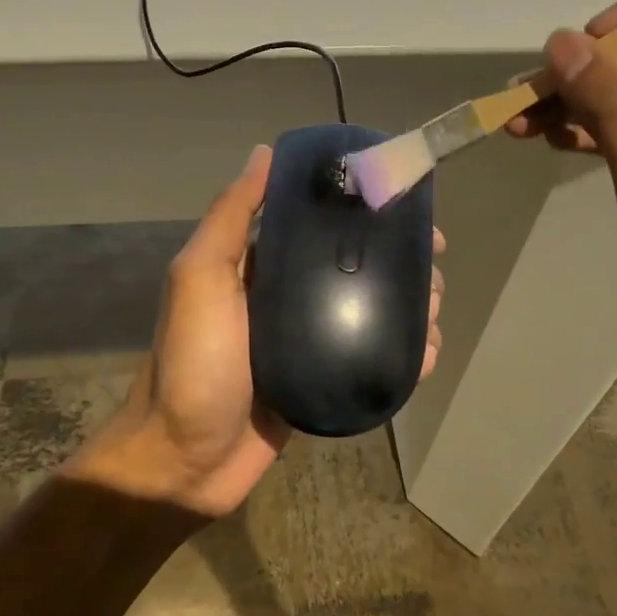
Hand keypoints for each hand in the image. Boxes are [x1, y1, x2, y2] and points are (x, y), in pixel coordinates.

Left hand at [72, 144, 445, 518]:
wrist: (185, 462)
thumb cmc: (193, 364)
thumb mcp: (199, 278)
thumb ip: (229, 218)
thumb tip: (265, 153)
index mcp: (258, 267)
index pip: (320, 227)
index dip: (365, 215)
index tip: (408, 214)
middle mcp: (285, 299)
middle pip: (354, 270)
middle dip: (397, 267)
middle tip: (431, 276)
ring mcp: (307, 344)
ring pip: (369, 315)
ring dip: (407, 309)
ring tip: (431, 317)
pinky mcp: (321, 384)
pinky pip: (368, 361)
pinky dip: (400, 356)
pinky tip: (424, 357)